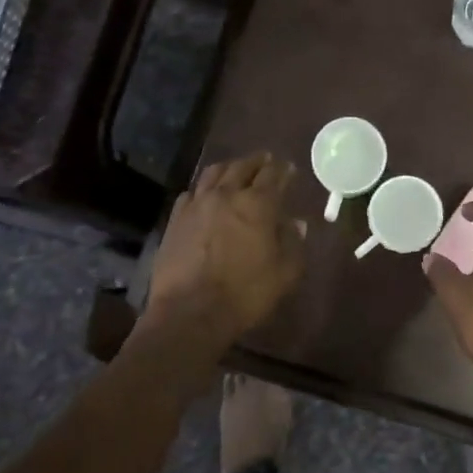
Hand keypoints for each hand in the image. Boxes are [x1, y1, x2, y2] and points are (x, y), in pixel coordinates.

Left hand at [147, 153, 305, 343]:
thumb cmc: (245, 294)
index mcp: (258, 204)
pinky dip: (203, 188)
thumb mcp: (284, 273)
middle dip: (257, 161)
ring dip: (229, 167)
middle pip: (242, 166)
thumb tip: (296, 224)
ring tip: (236, 169)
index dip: (283, 169)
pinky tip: (205, 195)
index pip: (273, 175)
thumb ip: (293, 244)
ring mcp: (197, 204)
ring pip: (214, 173)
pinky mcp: (176, 219)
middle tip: (265, 160)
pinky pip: (191, 193)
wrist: (190, 312)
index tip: (288, 168)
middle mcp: (227, 194)